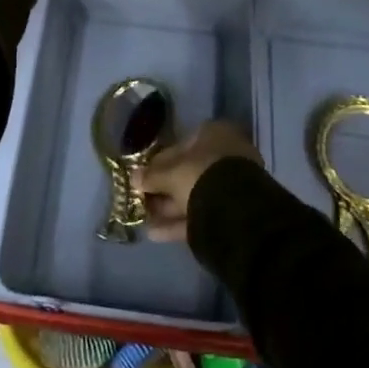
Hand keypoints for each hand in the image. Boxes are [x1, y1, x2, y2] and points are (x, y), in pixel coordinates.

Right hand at [135, 122, 263, 243]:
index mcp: (215, 134)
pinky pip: (200, 214)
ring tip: (144, 219)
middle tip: (142, 199)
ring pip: (194, 194)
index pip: (181, 145)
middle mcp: (226, 155)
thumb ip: (151, 175)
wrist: (236, 210)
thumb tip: (133, 177)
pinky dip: (178, 223)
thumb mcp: (171, 173)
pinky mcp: (232, 212)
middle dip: (164, 187)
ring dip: (168, 206)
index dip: (159, 162)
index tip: (144, 175)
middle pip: (188, 171)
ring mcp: (231, 185)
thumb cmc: (201, 175)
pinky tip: (155, 233)